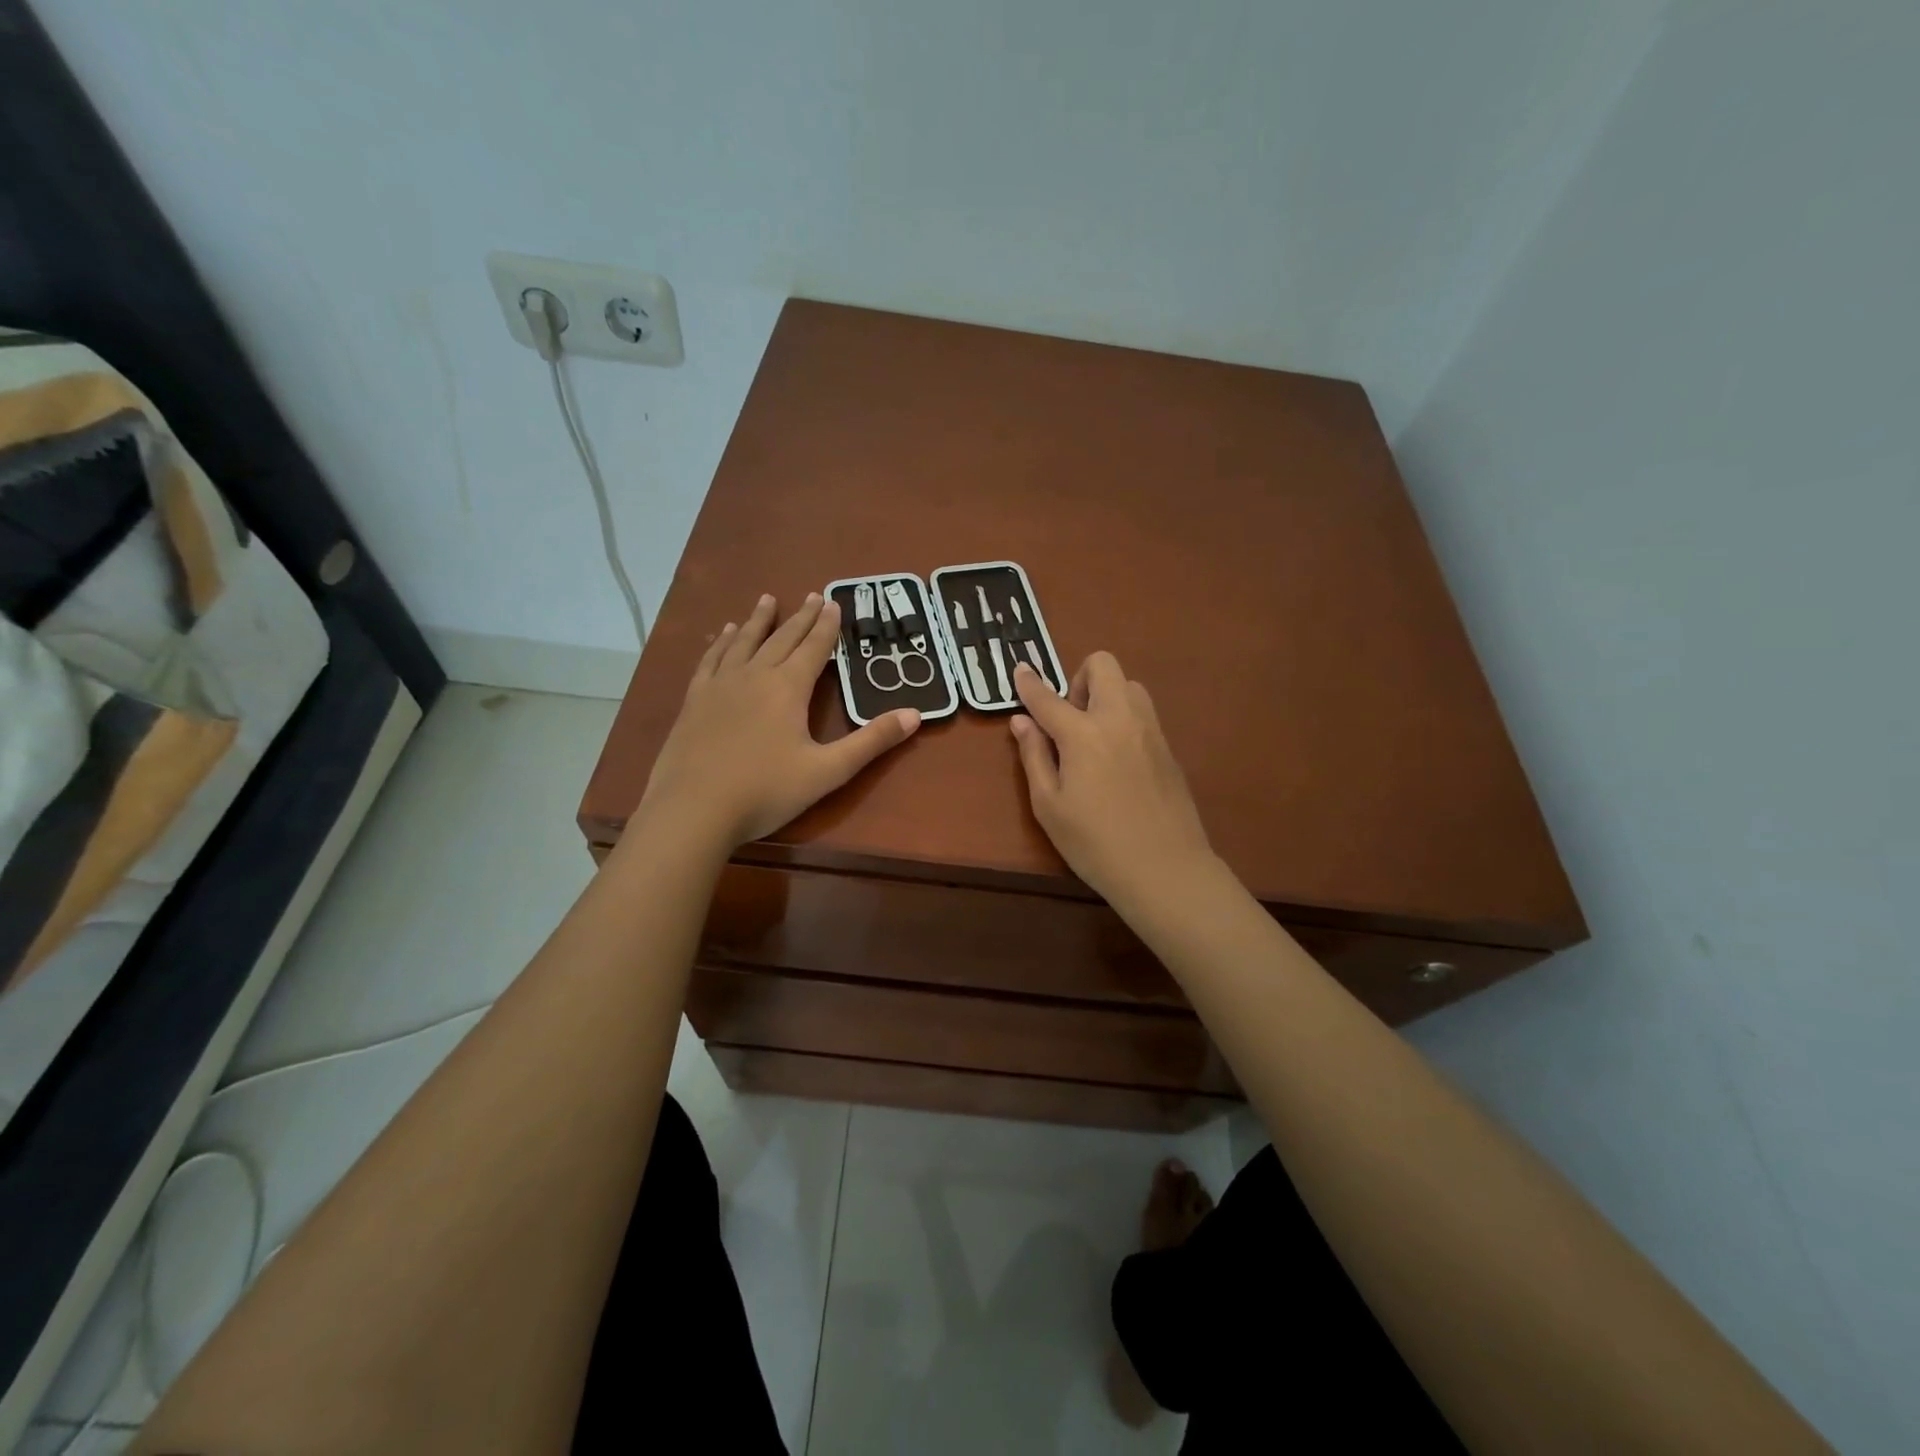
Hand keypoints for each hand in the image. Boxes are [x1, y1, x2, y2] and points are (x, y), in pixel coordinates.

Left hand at [641, 593, 919, 847]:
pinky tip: (721, 635)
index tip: (833, 602)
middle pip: (781, 639)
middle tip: (811, 595)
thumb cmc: (766, 791)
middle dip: (799, 617)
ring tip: (767, 599)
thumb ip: (871, 742)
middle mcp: (754, 676)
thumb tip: (915, 715)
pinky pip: (710, 660)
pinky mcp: (694, 701)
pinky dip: (720, 643)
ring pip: (743, 642)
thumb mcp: (828, 771)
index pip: (813, 648)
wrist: (693, 809)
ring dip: (758, 620)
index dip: (826, 626)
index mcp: (788, 688)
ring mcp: (720, 686)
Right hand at [1008, 654, 1215, 906]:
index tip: (1020, 670)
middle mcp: (1119, 719)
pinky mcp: (1168, 747)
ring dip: (1106, 695)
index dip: (1029, 683)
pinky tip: (1116, 758)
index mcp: (1083, 734)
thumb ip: (1034, 756)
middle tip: (1068, 719)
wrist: (1165, 869)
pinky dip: (1123, 717)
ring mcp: (1150, 730)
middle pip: (1102, 665)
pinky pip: (1143, 712)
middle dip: (1078, 678)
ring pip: (1129, 684)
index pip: (1048, 697)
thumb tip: (1022, 721)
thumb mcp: (1049, 806)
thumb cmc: (1095, 844)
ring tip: (1093, 737)